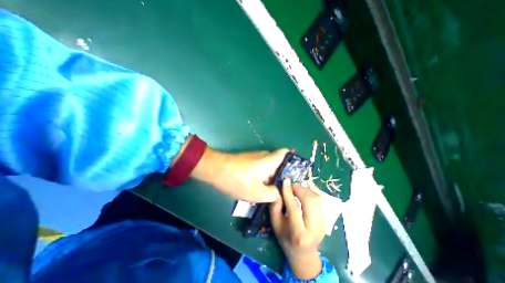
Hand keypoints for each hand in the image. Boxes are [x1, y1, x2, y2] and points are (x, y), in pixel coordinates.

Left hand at [189, 147, 289, 201]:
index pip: (286, 152)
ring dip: (270, 178)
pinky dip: (262, 177)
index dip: (293, 160)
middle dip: (282, 175)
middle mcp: (265, 156)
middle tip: (283, 189)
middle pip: (279, 163)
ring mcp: (256, 158)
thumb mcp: (257, 193)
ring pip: (269, 167)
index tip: (295, 173)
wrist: (216, 170)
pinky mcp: (249, 161)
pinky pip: (261, 168)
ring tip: (270, 192)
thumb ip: (273, 194)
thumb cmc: (238, 180)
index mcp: (270, 160)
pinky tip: (258, 189)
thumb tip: (279, 193)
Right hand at [270, 178, 325, 278]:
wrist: (304, 254)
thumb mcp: (276, 224)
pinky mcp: (326, 220)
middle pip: (309, 202)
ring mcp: (323, 224)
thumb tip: (278, 191)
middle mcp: (314, 229)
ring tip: (298, 186)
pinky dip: (314, 190)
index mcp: (298, 233)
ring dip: (307, 189)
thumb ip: (275, 207)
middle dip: (300, 189)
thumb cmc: (286, 239)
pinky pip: (321, 200)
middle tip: (292, 184)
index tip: (285, 180)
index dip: (289, 192)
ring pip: (317, 199)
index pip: (294, 208)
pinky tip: (307, 186)